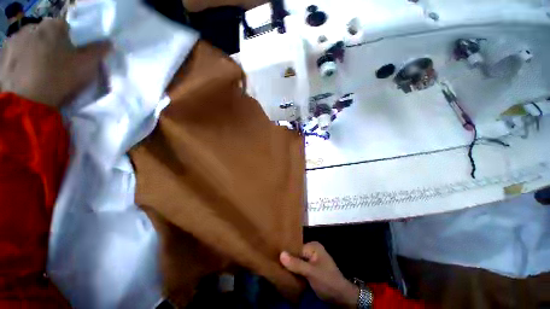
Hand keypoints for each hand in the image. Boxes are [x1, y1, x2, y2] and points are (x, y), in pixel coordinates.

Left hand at [0, 18, 110, 107]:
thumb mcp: (86, 65)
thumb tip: (108, 42)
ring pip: (31, 42)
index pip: (68, 27)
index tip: (75, 54)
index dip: (73, 40)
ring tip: (41, 69)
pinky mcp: (3, 54)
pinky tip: (27, 72)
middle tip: (58, 62)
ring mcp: (15, 39)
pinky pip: (17, 52)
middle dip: (53, 44)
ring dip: (37, 51)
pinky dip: (23, 59)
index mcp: (54, 25)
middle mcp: (32, 26)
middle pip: (48, 34)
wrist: (26, 101)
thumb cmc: (60, 77)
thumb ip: (98, 51)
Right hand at [280, 242, 358, 307]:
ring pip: (298, 262)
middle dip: (288, 261)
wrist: (341, 296)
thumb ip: (296, 264)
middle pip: (296, 255)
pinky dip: (296, 272)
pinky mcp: (312, 269)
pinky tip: (288, 275)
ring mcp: (312, 260)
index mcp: (313, 246)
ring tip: (279, 270)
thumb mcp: (311, 272)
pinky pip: (301, 268)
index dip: (287, 255)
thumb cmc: (327, 281)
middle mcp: (312, 251)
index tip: (276, 259)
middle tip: (276, 265)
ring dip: (291, 267)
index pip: (296, 249)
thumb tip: (281, 254)